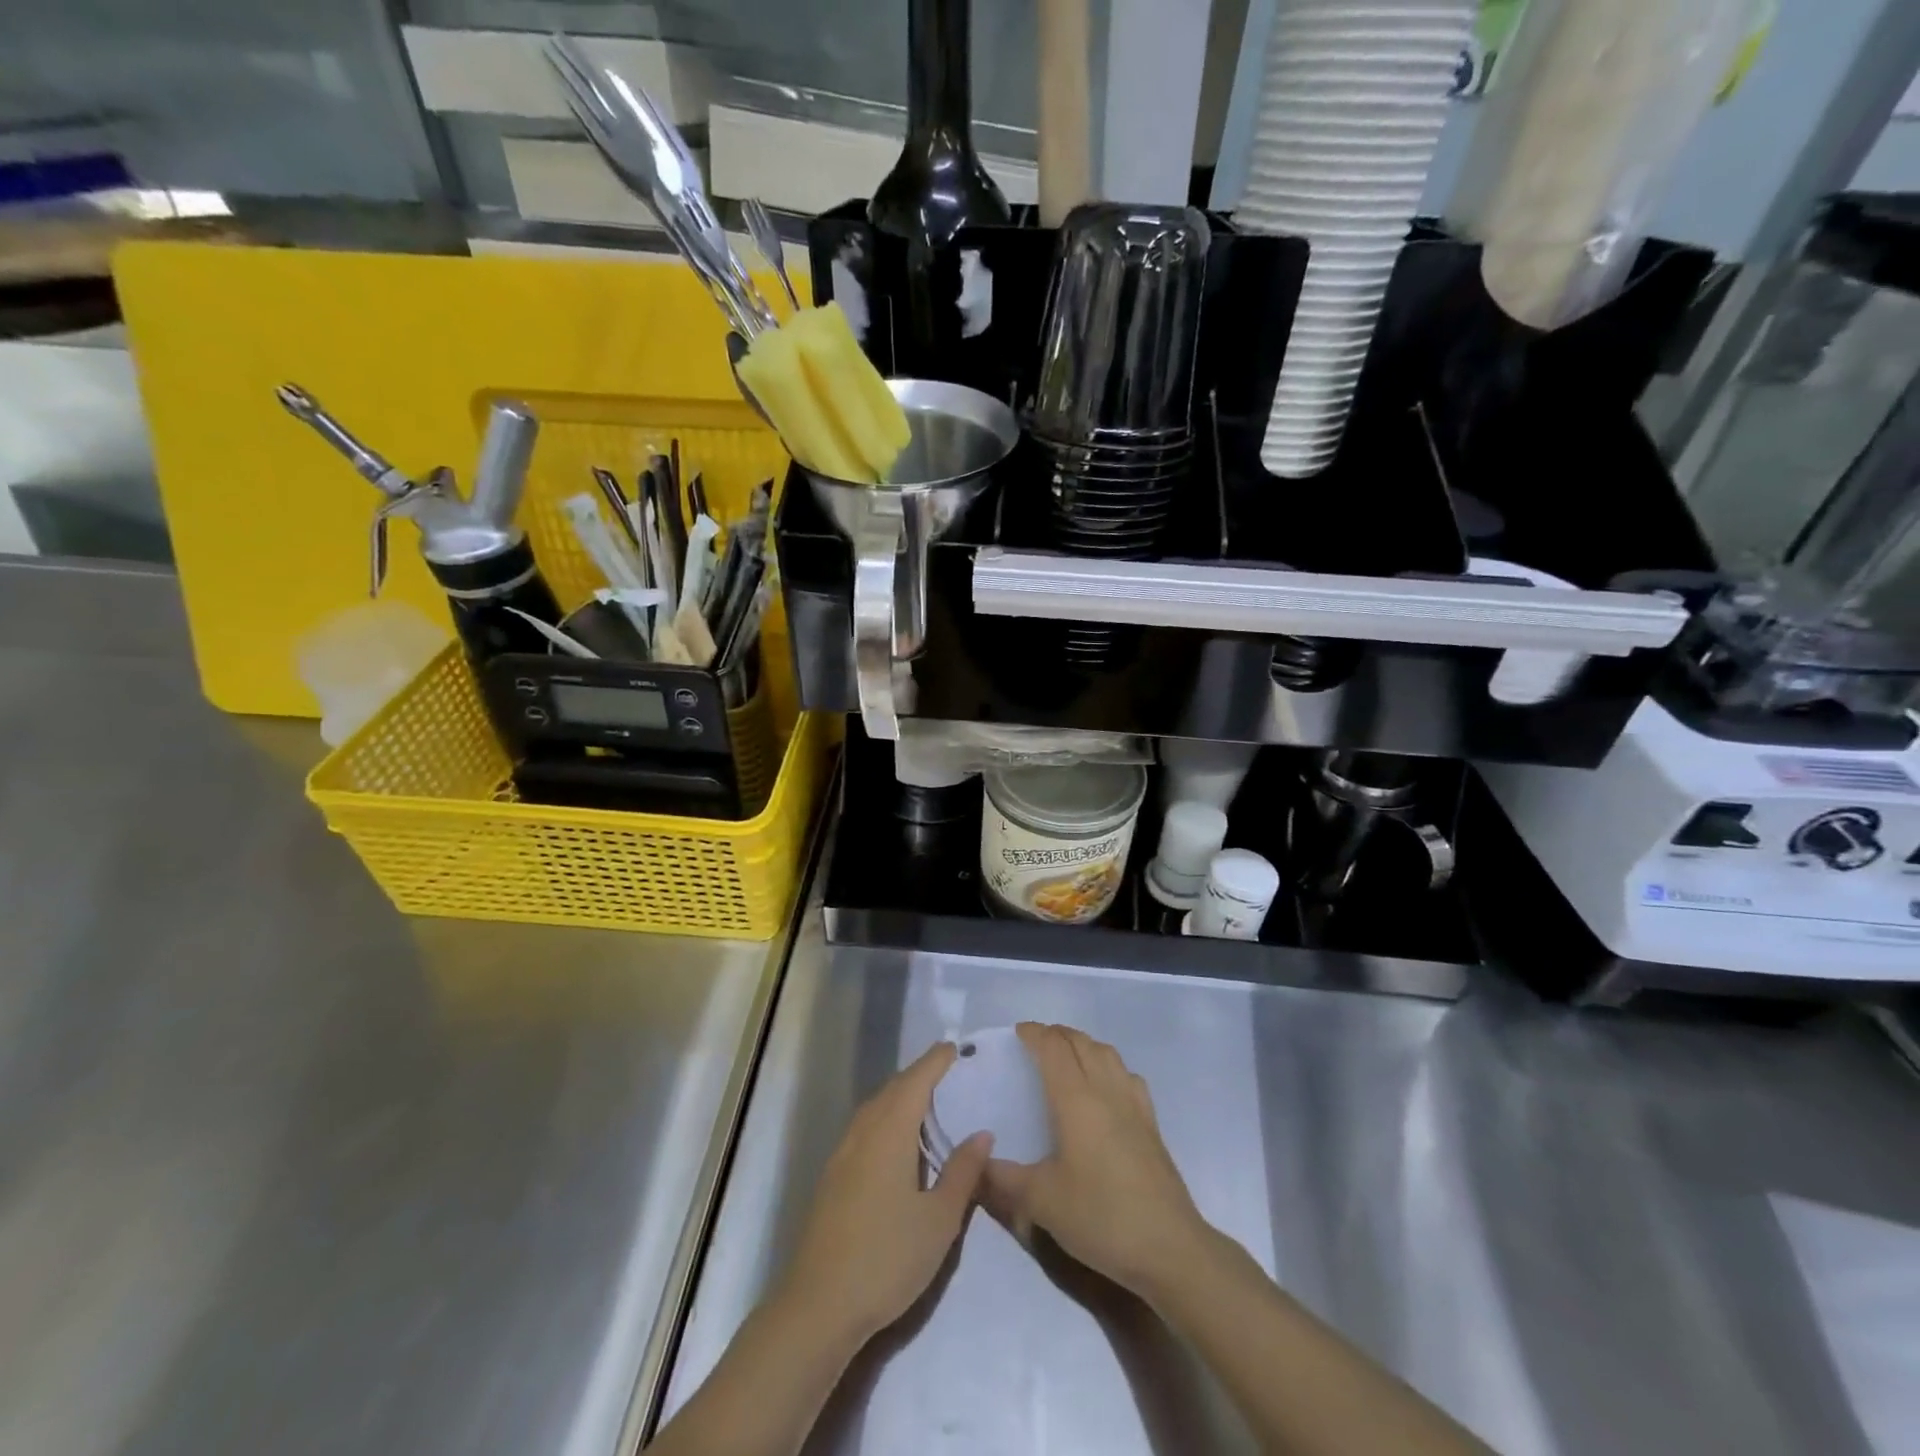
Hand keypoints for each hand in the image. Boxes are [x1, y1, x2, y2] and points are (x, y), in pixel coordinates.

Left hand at [780, 1042, 991, 1346]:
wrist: (818, 1306)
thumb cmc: (887, 1257)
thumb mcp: (939, 1220)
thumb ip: (962, 1172)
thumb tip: (982, 1133)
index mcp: (890, 1131)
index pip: (916, 1080)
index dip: (936, 1061)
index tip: (955, 1047)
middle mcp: (863, 1131)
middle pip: (893, 1089)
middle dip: (919, 1075)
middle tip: (947, 1072)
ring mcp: (842, 1154)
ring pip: (875, 1108)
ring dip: (900, 1097)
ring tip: (926, 1103)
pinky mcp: (832, 1177)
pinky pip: (864, 1129)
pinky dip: (885, 1119)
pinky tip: (897, 1143)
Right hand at [982, 1023, 1210, 1302]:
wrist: (1169, 1248)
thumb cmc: (1101, 1216)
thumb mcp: (1042, 1202)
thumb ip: (1004, 1180)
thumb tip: (978, 1163)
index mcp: (1077, 1100)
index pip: (1054, 1049)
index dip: (1035, 1034)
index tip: (1018, 1033)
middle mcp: (1107, 1091)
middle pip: (1082, 1043)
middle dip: (1058, 1035)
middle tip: (1037, 1043)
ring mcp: (1134, 1106)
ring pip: (1108, 1054)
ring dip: (1084, 1045)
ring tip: (1068, 1058)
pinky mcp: (1152, 1125)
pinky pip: (1128, 1077)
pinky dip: (1110, 1067)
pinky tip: (1106, 1088)